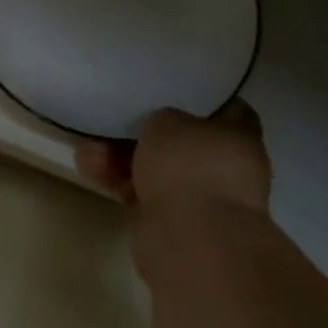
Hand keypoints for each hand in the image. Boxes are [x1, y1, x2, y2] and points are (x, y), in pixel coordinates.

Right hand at [76, 103, 272, 215]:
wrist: (188, 237)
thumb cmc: (189, 165)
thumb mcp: (168, 120)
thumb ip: (161, 118)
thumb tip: (159, 128)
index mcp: (240, 138)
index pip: (225, 109)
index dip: (195, 98)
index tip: (166, 90)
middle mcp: (224, 168)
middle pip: (180, 142)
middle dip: (143, 132)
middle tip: (113, 119)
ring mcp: (198, 198)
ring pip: (154, 169)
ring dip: (121, 157)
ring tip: (88, 146)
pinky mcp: (169, 222)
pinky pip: (140, 192)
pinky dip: (116, 181)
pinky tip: (88, 168)